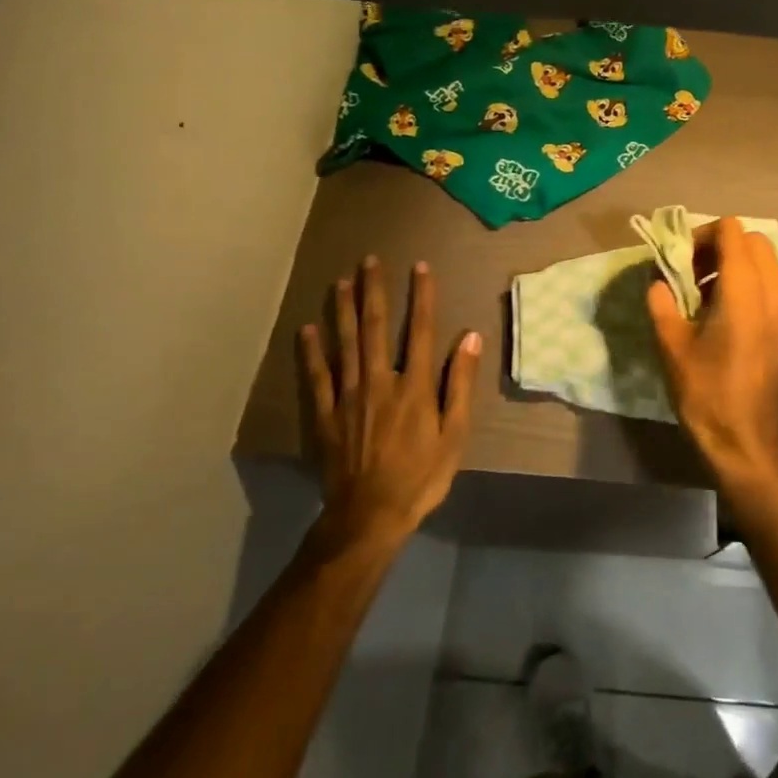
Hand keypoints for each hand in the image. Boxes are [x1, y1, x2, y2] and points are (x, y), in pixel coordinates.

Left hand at [297, 257, 481, 551]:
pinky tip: (307, 329)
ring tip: (341, 281)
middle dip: (374, 291)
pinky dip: (311, 352)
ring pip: (346, 344)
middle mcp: (380, 381)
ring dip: (344, 310)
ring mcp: (349, 397)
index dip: (422, 296)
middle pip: (377, 328)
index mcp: (415, 386)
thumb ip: (461, 383)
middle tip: (369, 261)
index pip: (421, 330)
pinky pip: (317, 377)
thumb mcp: (455, 434)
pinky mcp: (326, 415)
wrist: (369, 516)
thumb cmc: (421, 476)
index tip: (420, 267)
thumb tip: (470, 337)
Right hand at [646, 218, 777, 495]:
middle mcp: (775, 290)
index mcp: (745, 289)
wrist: (751, 445)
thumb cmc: (708, 395)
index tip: (681, 261)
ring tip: (706, 298)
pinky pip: (773, 287)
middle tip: (693, 274)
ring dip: (736, 266)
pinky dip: (750, 285)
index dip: (702, 235)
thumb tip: (658, 281)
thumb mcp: (672, 347)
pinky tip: (726, 319)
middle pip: (753, 240)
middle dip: (721, 246)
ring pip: (766, 263)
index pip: (731, 230)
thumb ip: (662, 303)